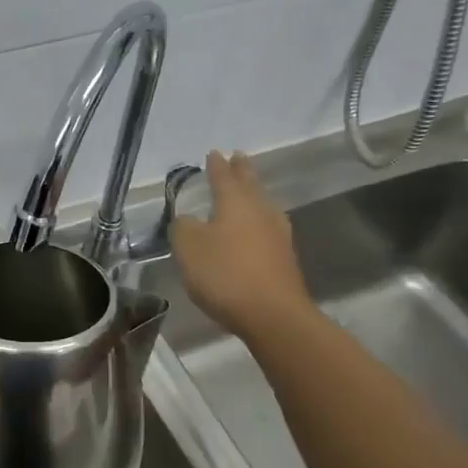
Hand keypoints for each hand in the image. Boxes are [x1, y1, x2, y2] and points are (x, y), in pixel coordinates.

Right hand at [170, 151, 311, 338]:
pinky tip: (254, 229)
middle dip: (241, 171)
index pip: (223, 176)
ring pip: (262, 205)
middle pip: (250, 185)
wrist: (272, 314)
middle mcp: (259, 211)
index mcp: (235, 202)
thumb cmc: (225, 273)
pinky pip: (267, 228)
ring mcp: (277, 234)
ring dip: (253, 195)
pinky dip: (257, 222)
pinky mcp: (284, 258)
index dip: (216, 165)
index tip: (213, 153)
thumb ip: (183, 227)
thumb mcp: (188, 247)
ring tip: (248, 191)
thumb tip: (187, 219)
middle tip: (238, 157)